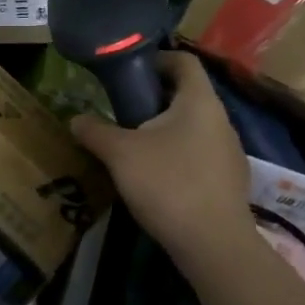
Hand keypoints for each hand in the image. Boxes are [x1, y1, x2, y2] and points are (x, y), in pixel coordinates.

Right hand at [71, 53, 251, 267]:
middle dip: (153, 99)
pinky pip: (199, 155)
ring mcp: (229, 152)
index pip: (183, 60)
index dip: (156, 59)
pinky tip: (156, 179)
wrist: (214, 245)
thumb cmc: (168, 184)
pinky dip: (177, 156)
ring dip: (164, 130)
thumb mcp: (120, 154)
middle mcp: (220, 119)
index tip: (128, 72)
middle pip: (186, 95)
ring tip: (133, 147)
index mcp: (199, 101)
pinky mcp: (229, 181)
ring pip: (193, 127)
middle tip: (121, 111)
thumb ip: (95, 131)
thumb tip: (75, 118)